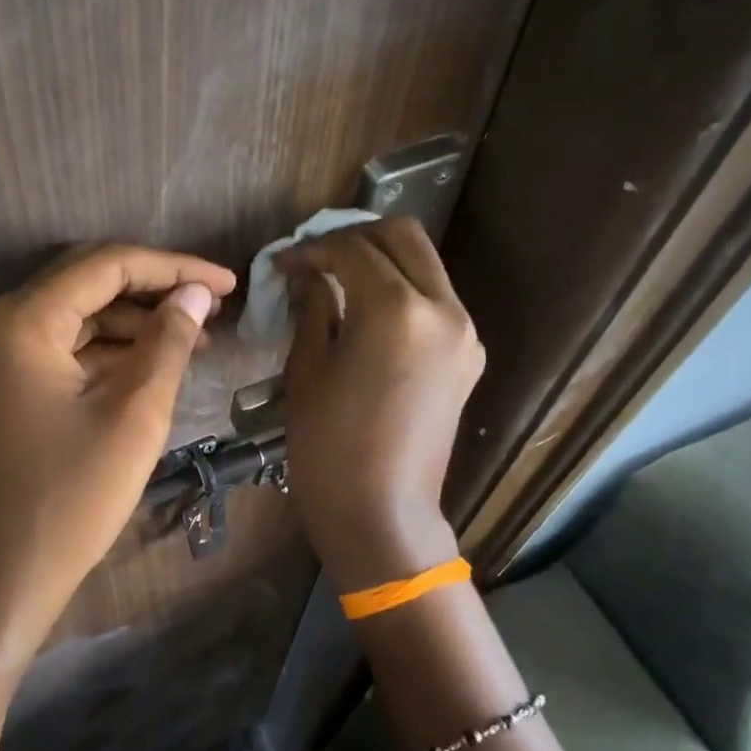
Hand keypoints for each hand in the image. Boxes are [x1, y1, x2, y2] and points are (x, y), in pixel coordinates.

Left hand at [0, 244, 236, 641]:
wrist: (5, 576)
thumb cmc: (73, 497)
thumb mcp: (134, 415)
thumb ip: (167, 343)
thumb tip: (197, 294)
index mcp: (24, 322)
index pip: (107, 266)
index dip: (174, 268)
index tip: (229, 284)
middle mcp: (2, 325)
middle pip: (88, 281)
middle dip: (155, 289)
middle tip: (214, 306)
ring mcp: (0, 357)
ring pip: (79, 316)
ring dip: (135, 322)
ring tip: (196, 338)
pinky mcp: (9, 386)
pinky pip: (66, 349)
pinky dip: (111, 351)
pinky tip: (154, 364)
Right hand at [277, 217, 483, 590]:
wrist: (382, 514)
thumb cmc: (329, 449)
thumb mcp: (308, 372)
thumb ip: (312, 309)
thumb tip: (305, 274)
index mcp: (397, 312)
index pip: (352, 250)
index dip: (311, 250)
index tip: (282, 263)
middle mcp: (443, 309)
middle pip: (402, 237)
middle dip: (354, 236)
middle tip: (315, 259)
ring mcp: (464, 332)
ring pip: (424, 264)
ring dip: (381, 260)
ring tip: (338, 280)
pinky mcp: (469, 355)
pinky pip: (435, 299)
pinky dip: (402, 289)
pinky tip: (367, 312)